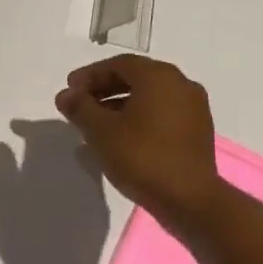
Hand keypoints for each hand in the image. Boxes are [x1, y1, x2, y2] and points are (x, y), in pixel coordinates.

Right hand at [54, 55, 221, 228]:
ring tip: (96, 123)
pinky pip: (162, 113)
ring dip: (120, 104)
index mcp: (159, 77)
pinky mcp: (197, 130)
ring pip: (150, 96)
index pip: (119, 64)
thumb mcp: (101, 132)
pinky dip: (139, 117)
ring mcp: (194, 108)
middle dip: (104, 88)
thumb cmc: (141, 158)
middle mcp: (181, 84)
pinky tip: (121, 137)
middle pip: (136, 77)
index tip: (70, 90)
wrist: (189, 199)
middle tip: (80, 103)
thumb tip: (65, 95)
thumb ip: (80, 108)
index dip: (90, 75)